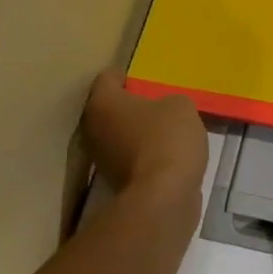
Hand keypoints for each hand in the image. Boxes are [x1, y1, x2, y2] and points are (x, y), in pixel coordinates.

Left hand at [81, 71, 207, 202]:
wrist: (164, 197)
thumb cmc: (167, 138)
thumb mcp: (181, 106)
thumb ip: (168, 100)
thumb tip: (164, 111)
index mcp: (102, 102)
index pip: (108, 77)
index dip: (128, 76)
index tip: (148, 82)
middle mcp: (91, 128)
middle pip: (109, 108)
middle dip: (130, 106)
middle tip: (157, 106)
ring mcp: (100, 159)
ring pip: (118, 135)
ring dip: (136, 133)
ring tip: (164, 132)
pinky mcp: (113, 182)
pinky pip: (129, 158)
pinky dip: (142, 156)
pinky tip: (165, 156)